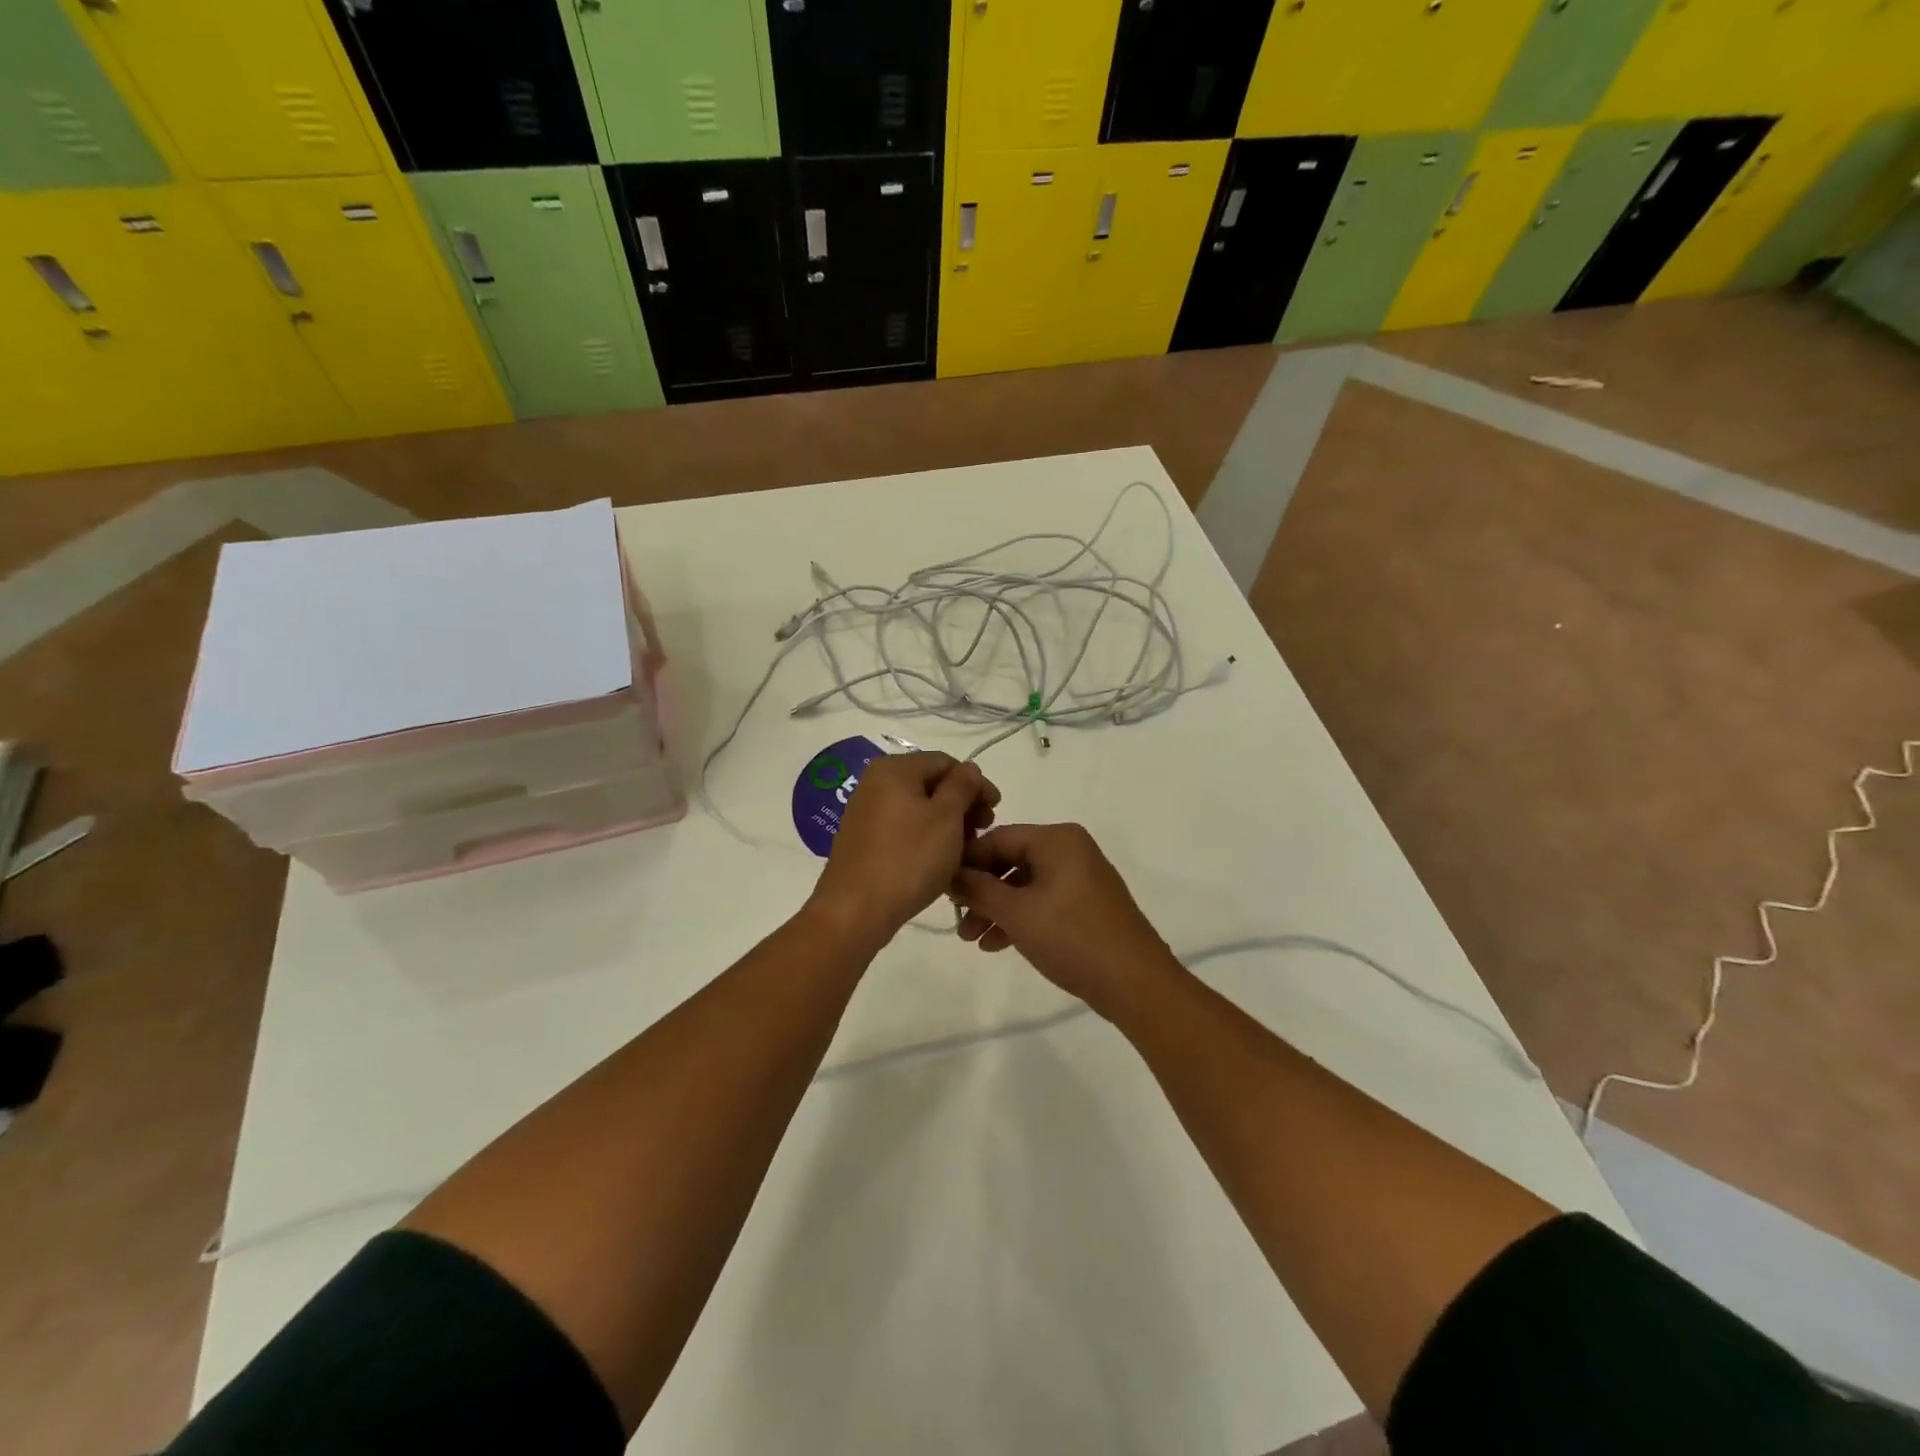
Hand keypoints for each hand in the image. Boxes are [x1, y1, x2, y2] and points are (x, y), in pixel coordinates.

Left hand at [809, 753, 998, 943]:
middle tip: (982, 831)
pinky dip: (925, 836)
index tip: (996, 810)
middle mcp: (875, 782)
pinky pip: (902, 827)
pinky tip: (938, 858)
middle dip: (961, 804)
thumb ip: (962, 786)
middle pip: (930, 783)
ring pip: (918, 807)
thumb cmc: (908, 859)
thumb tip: (968, 769)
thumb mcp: (946, 818)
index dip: (975, 783)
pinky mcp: (863, 838)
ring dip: (946, 823)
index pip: (946, 762)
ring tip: (964, 849)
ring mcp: (865, 811)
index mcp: (895, 769)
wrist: (854, 910)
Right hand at [950, 823, 1182, 1019]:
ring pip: (1025, 884)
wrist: (1135, 982)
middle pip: (1011, 860)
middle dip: (981, 891)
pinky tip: (997, 944)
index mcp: (1057, 839)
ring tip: (972, 939)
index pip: (997, 838)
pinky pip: (1043, 900)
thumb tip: (950, 874)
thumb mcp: (1016, 913)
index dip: (966, 862)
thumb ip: (978, 889)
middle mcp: (1070, 849)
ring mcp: (1081, 877)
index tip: (941, 887)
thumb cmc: (1072, 937)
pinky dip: (1020, 917)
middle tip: (956, 918)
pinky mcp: (1087, 904)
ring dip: (996, 908)